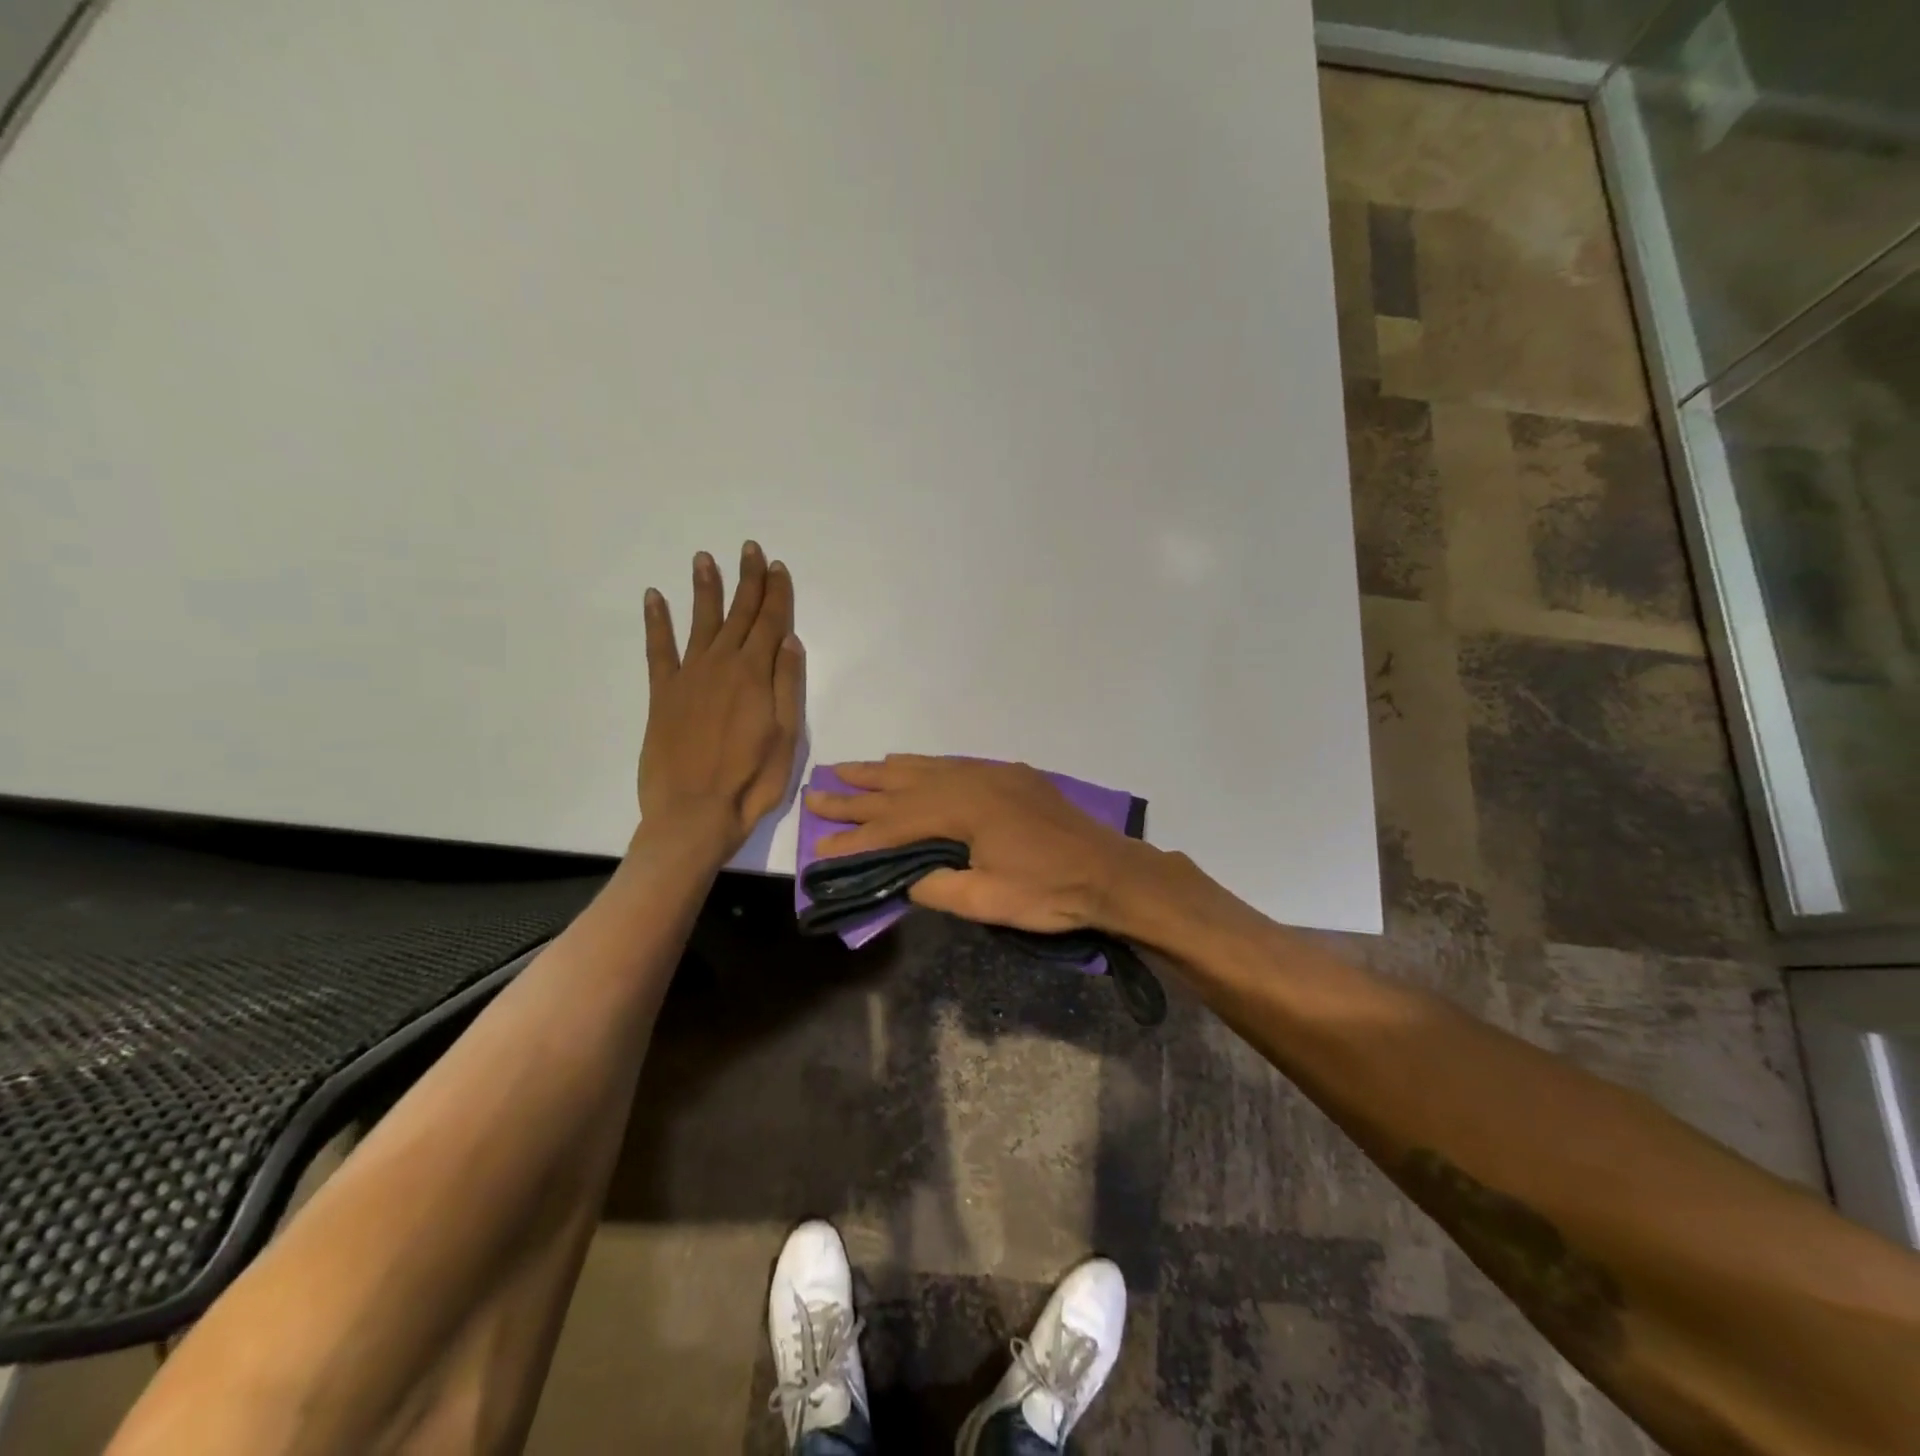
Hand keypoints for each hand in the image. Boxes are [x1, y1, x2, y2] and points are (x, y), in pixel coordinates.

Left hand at [639, 542, 803, 854]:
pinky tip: (654, 598)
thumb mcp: (786, 737)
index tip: (777, 566)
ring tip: (705, 558)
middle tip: (749, 549)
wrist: (693, 814)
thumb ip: (787, 685)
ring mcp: (689, 677)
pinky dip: (655, 622)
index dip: (776, 594)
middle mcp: (722, 665)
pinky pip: (658, 649)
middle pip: (739, 614)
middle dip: (747, 580)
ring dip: (705, 589)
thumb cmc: (751, 782)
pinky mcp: (663, 695)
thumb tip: (789, 640)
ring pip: (700, 622)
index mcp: (755, 675)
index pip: (770, 623)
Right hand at [804, 756, 1143, 933]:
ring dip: (884, 771)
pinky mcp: (1009, 776)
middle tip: (817, 793)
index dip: (857, 836)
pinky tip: (906, 764)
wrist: (1112, 872)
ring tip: (848, 770)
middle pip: (902, 786)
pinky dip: (921, 765)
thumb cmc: (1050, 893)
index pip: (896, 824)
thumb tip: (902, 877)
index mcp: (963, 809)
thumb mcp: (987, 902)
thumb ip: (935, 887)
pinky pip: (952, 764)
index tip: (821, 843)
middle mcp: (971, 780)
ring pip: (925, 768)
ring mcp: (992, 774)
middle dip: (858, 794)